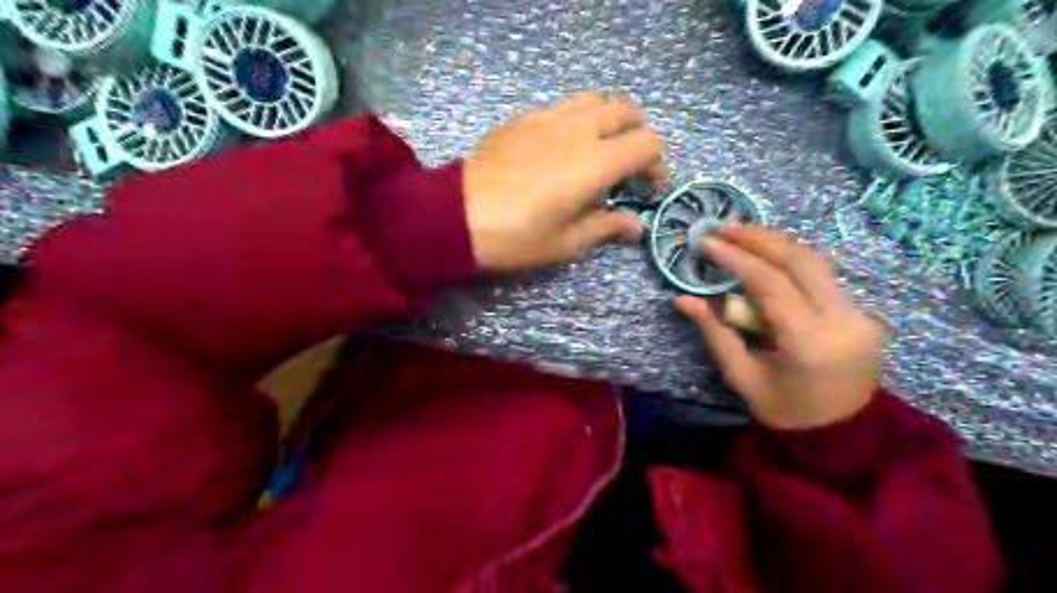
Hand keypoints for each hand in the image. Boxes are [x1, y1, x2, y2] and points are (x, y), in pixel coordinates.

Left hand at [463, 92, 663, 271]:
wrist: (455, 217)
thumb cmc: (516, 237)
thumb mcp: (567, 243)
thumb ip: (608, 227)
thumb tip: (637, 226)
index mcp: (595, 162)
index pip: (647, 144)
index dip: (657, 166)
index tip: (648, 190)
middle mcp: (577, 130)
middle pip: (626, 111)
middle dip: (637, 135)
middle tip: (627, 167)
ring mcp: (547, 118)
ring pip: (593, 101)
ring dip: (607, 121)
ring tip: (597, 152)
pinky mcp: (521, 118)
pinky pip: (561, 108)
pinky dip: (575, 122)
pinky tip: (559, 151)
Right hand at [676, 227, 884, 430]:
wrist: (841, 436)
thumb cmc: (784, 411)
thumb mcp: (741, 375)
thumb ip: (714, 331)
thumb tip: (682, 299)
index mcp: (809, 342)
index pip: (770, 283)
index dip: (736, 257)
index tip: (707, 242)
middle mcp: (843, 320)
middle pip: (800, 260)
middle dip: (759, 238)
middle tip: (724, 228)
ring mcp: (860, 314)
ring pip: (817, 261)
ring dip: (777, 243)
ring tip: (741, 235)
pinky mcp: (862, 313)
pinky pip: (823, 275)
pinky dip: (792, 260)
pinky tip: (768, 255)